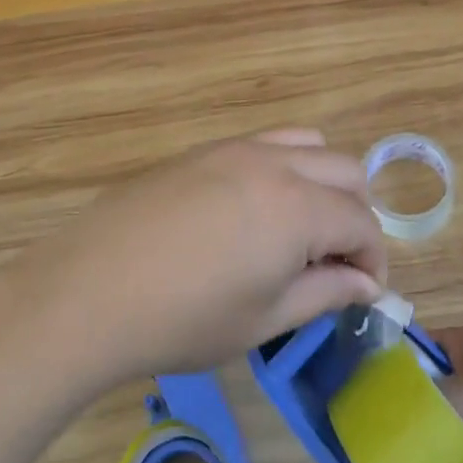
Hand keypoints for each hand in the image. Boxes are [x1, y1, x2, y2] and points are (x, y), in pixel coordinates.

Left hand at [31, 130, 387, 381]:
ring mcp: (236, 149)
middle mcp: (276, 163)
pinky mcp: (202, 150)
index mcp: (299, 207)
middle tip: (335, 262)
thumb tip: (366, 284)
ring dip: (321, 183)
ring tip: (300, 229)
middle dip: (355, 215)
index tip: (363, 291)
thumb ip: (325, 293)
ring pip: (308, 145)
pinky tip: (254, 211)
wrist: (89, 290)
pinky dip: (283, 168)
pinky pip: (265, 144)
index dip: (373, 259)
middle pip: (345, 171)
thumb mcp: (263, 318)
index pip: (362, 223)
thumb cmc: (184, 318)